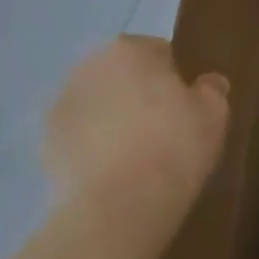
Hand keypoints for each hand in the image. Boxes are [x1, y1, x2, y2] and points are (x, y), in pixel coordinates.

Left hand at [43, 36, 230, 221]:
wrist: (116, 209)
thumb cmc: (173, 147)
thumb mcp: (214, 114)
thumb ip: (211, 90)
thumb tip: (208, 83)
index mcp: (129, 49)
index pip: (158, 52)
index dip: (175, 78)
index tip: (185, 107)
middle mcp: (88, 66)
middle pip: (122, 74)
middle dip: (138, 93)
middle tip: (162, 129)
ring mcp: (61, 105)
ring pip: (97, 104)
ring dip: (111, 118)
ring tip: (134, 156)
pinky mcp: (44, 144)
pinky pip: (77, 136)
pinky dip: (91, 147)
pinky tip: (111, 174)